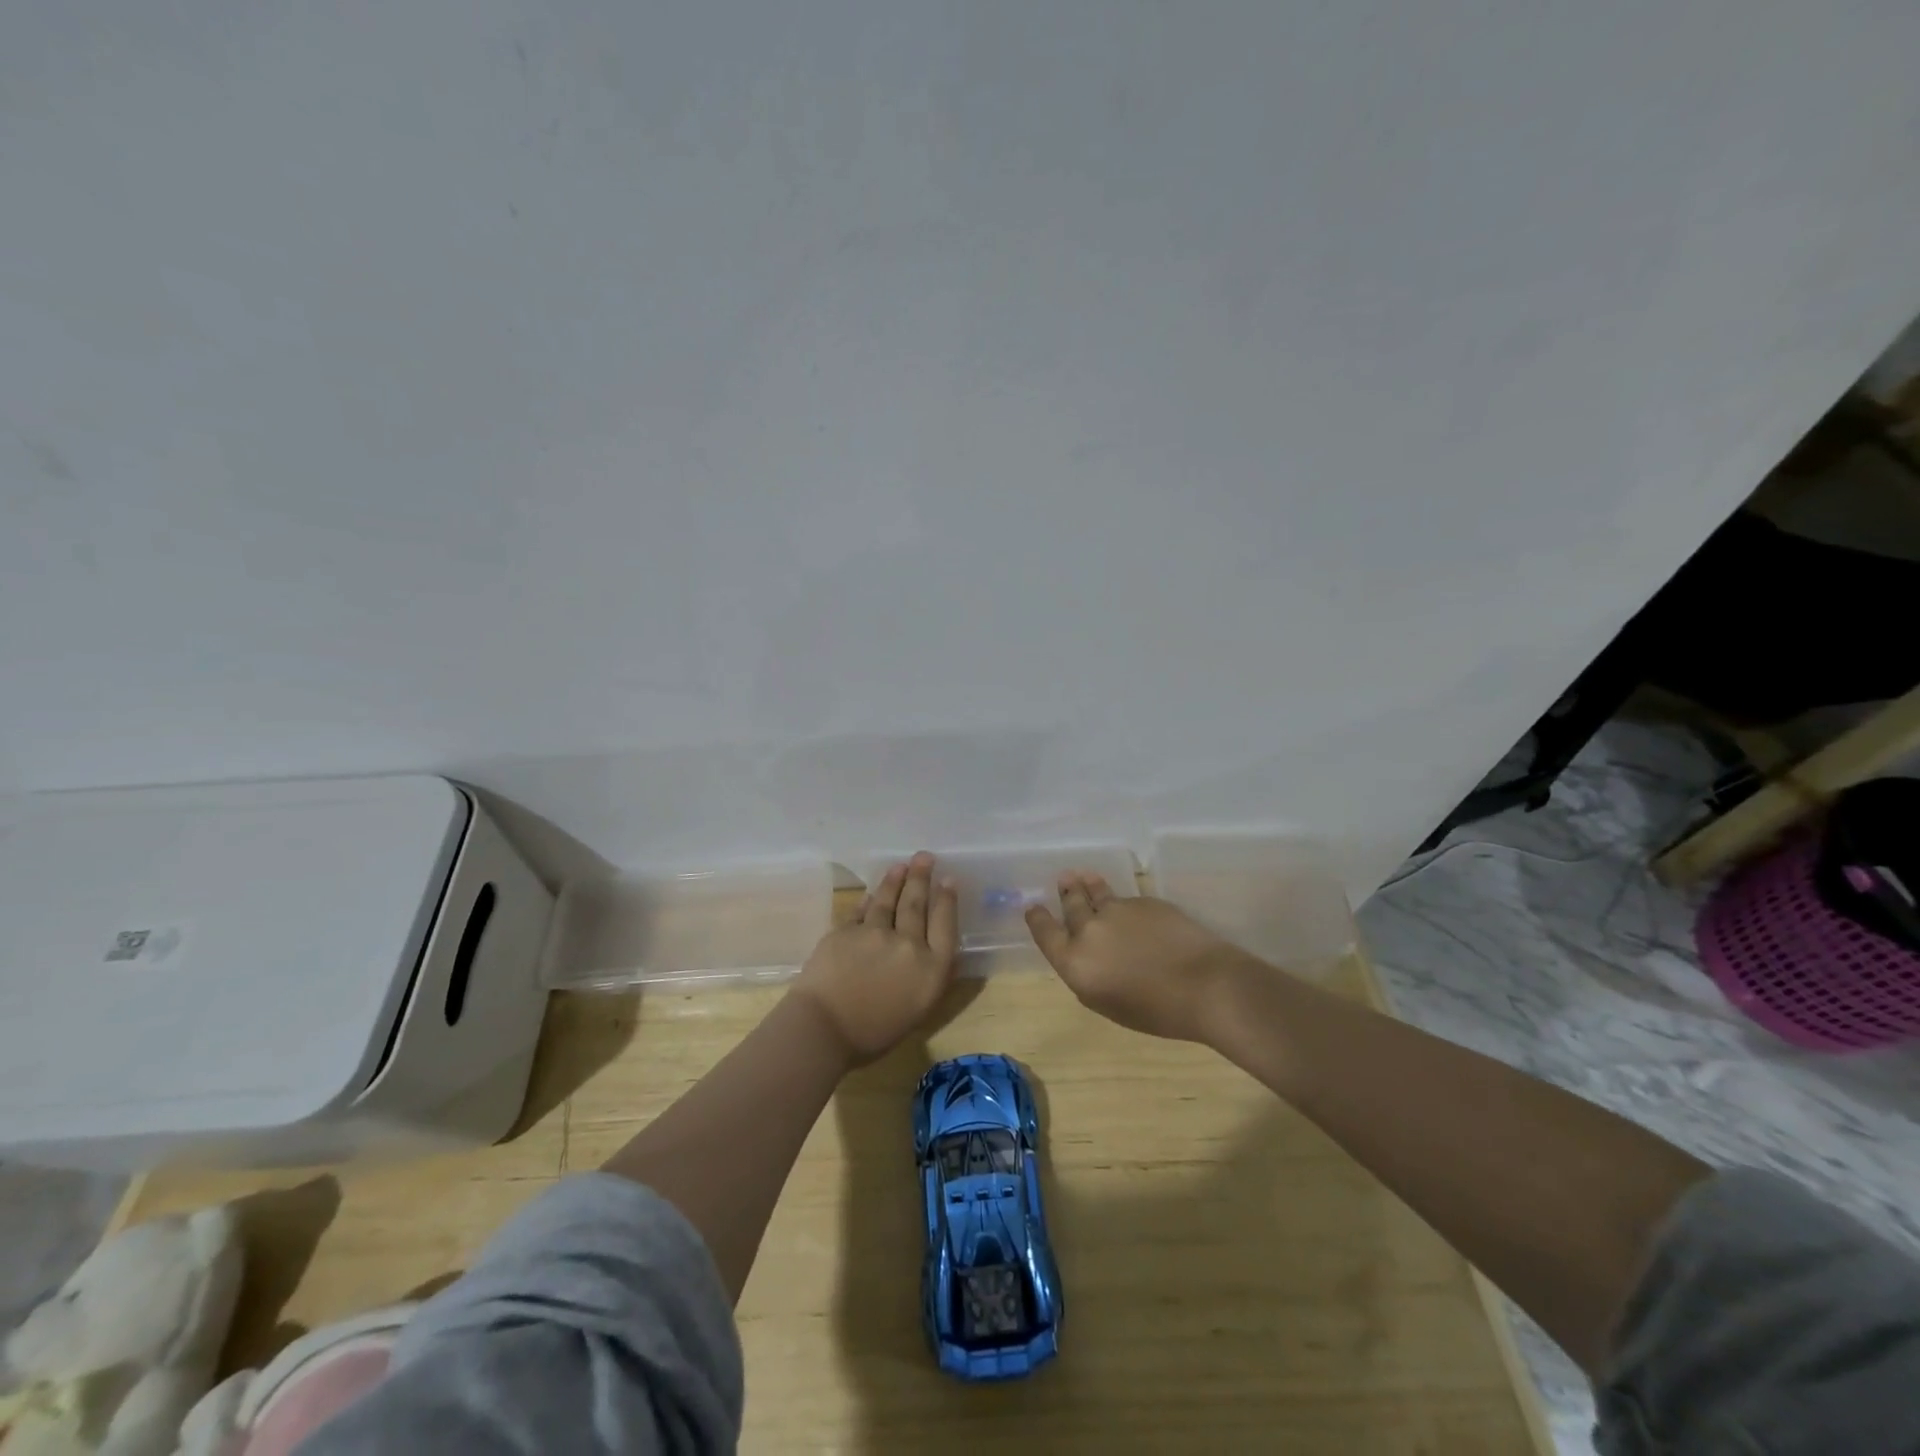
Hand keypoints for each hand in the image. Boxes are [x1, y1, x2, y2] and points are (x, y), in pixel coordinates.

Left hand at [792, 852, 959, 1064]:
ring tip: (901, 866)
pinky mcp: (846, 930)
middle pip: (917, 904)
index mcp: (931, 969)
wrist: (823, 1029)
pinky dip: (868, 899)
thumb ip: (926, 976)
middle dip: (922, 878)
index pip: (945, 925)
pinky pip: (861, 910)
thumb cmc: (874, 1034)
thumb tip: (927, 950)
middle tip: (924, 857)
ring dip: (895, 880)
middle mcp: (908, 944)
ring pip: (887, 900)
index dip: (947, 900)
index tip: (948, 880)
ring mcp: (875, 933)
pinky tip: (871, 892)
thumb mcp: (917, 1010)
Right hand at [1025, 871, 1261, 1043]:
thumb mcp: (1108, 1004)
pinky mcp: (1145, 901)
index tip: (1034, 907)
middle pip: (1071, 904)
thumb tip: (1087, 959)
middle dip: (1066, 892)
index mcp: (1075, 962)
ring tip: (1085, 876)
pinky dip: (1124, 903)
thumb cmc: (1156, 1011)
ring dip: (1089, 885)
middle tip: (1065, 880)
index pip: (1045, 933)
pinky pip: (1127, 900)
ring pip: (1097, 893)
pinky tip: (1131, 908)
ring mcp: (1118, 910)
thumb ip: (1089, 977)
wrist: (1204, 985)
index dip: (1038, 918)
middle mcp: (1089, 930)